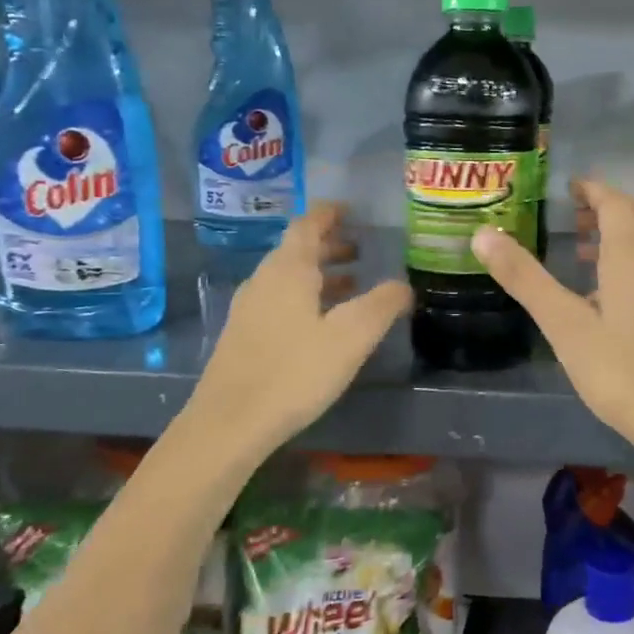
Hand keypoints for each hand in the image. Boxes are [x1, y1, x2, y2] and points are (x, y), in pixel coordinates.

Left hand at [191, 203, 410, 449]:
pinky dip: (306, 296)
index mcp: (289, 269)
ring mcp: (249, 307)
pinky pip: (280, 299)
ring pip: (288, 276)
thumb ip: (382, 305)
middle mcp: (264, 279)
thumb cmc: (295, 372)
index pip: (308, 224)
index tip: (352, 211)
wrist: (229, 423)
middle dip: (330, 245)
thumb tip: (403, 285)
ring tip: (352, 284)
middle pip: (297, 249)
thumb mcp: (351, 337)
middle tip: (361, 249)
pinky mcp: (243, 334)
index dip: (330, 213)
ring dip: (320, 273)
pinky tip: (323, 322)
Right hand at [470, 178, 633, 468]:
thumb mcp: (563, 324)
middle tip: (575, 215)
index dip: (593, 189)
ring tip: (582, 250)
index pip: (615, 203)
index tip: (570, 187)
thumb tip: (482, 234)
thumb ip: (524, 278)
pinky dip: (632, 261)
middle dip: (609, 207)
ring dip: (621, 234)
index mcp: (630, 255)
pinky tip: (609, 296)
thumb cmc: (620, 370)